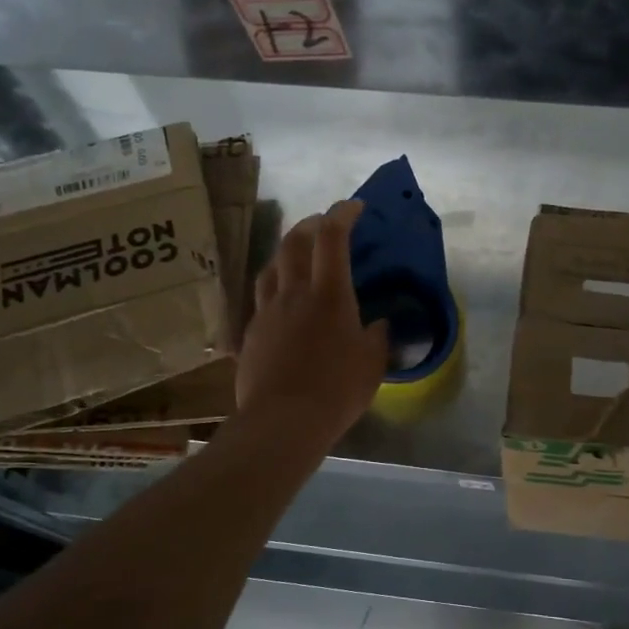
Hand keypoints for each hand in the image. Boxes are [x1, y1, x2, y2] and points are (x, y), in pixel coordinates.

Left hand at [236, 200, 389, 450]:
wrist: (282, 422)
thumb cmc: (336, 390)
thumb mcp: (372, 363)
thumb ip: (377, 337)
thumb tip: (377, 323)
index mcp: (329, 295)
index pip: (332, 238)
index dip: (342, 214)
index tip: (354, 206)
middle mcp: (293, 293)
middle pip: (294, 242)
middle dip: (311, 224)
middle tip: (324, 224)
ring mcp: (267, 312)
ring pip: (271, 266)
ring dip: (286, 251)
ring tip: (298, 255)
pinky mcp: (251, 333)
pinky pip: (262, 297)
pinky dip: (275, 285)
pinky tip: (282, 300)